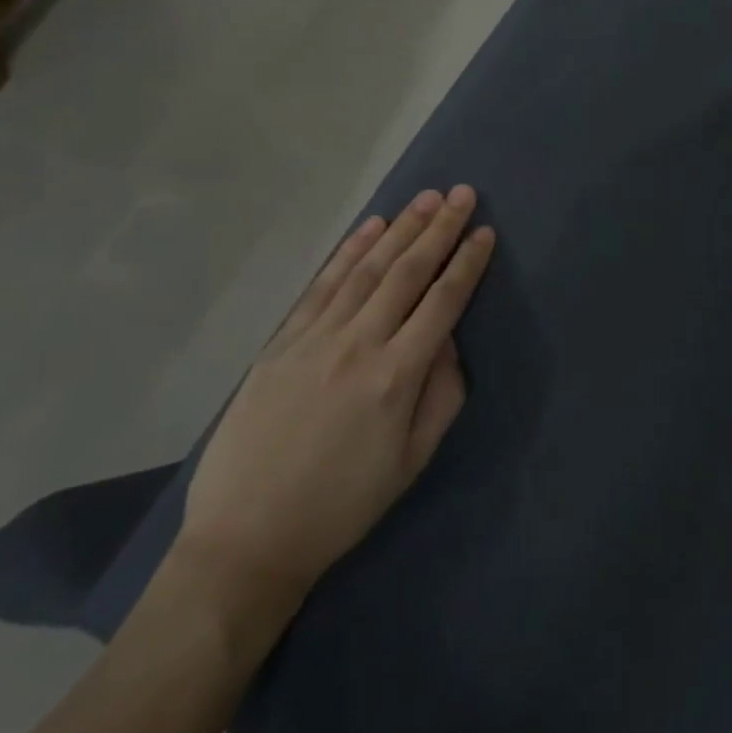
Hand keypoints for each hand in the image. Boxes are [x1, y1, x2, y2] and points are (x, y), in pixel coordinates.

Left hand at [174, 187, 494, 646]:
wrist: (246, 538)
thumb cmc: (340, 507)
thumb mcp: (410, 464)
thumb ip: (440, 396)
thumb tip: (447, 341)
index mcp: (396, 377)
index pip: (442, 303)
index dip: (467, 264)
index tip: (485, 232)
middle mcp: (359, 344)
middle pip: (408, 273)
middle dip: (439, 229)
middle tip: (462, 194)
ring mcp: (316, 337)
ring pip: (367, 269)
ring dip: (400, 229)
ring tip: (426, 198)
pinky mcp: (283, 341)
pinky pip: (323, 284)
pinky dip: (350, 251)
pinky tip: (371, 228)